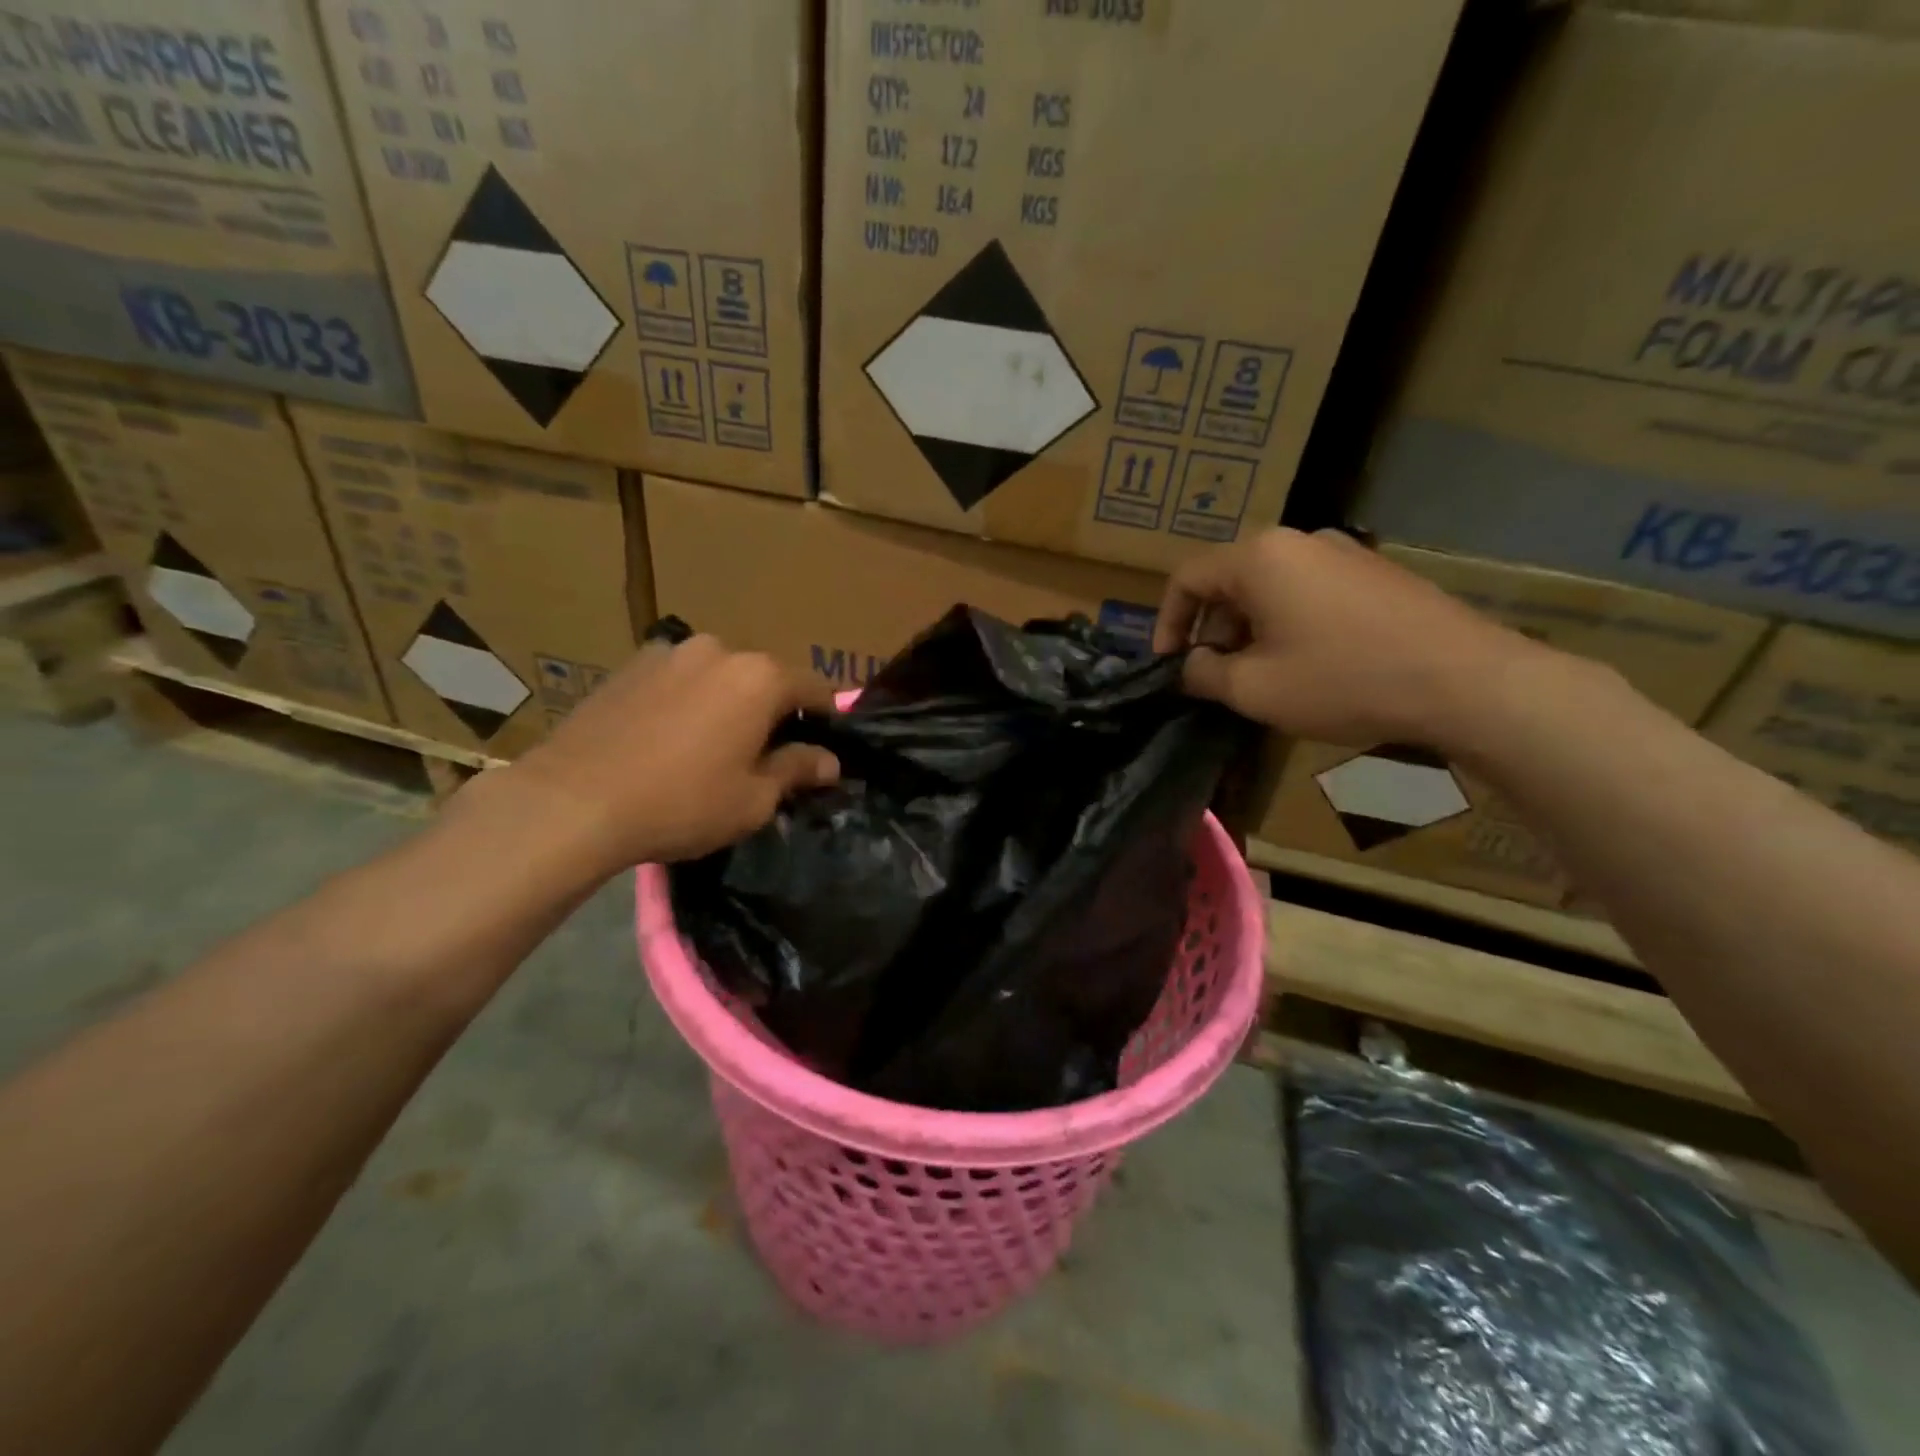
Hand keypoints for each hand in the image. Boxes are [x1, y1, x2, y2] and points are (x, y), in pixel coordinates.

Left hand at [504, 634, 839, 873]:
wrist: (573, 801)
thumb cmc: (682, 803)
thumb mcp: (753, 799)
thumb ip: (796, 770)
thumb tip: (829, 761)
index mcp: (759, 678)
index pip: (814, 689)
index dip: (825, 717)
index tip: (825, 744)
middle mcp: (719, 650)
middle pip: (763, 678)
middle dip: (771, 710)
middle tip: (765, 752)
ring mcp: (669, 652)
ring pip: (718, 677)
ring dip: (727, 703)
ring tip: (712, 745)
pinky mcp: (629, 666)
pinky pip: (678, 680)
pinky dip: (687, 701)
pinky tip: (669, 738)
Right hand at [1152, 528, 1532, 748]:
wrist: (1463, 680)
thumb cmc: (1343, 680)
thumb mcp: (1254, 688)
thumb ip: (1203, 674)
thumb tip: (1189, 666)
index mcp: (1259, 557)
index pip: (1187, 578)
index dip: (1166, 623)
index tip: (1168, 665)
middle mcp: (1298, 540)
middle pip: (1229, 580)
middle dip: (1210, 629)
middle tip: (1214, 676)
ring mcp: (1343, 552)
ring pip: (1270, 587)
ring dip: (1248, 629)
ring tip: (1258, 676)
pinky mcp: (1375, 572)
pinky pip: (1309, 591)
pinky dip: (1287, 623)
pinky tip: (1305, 664)